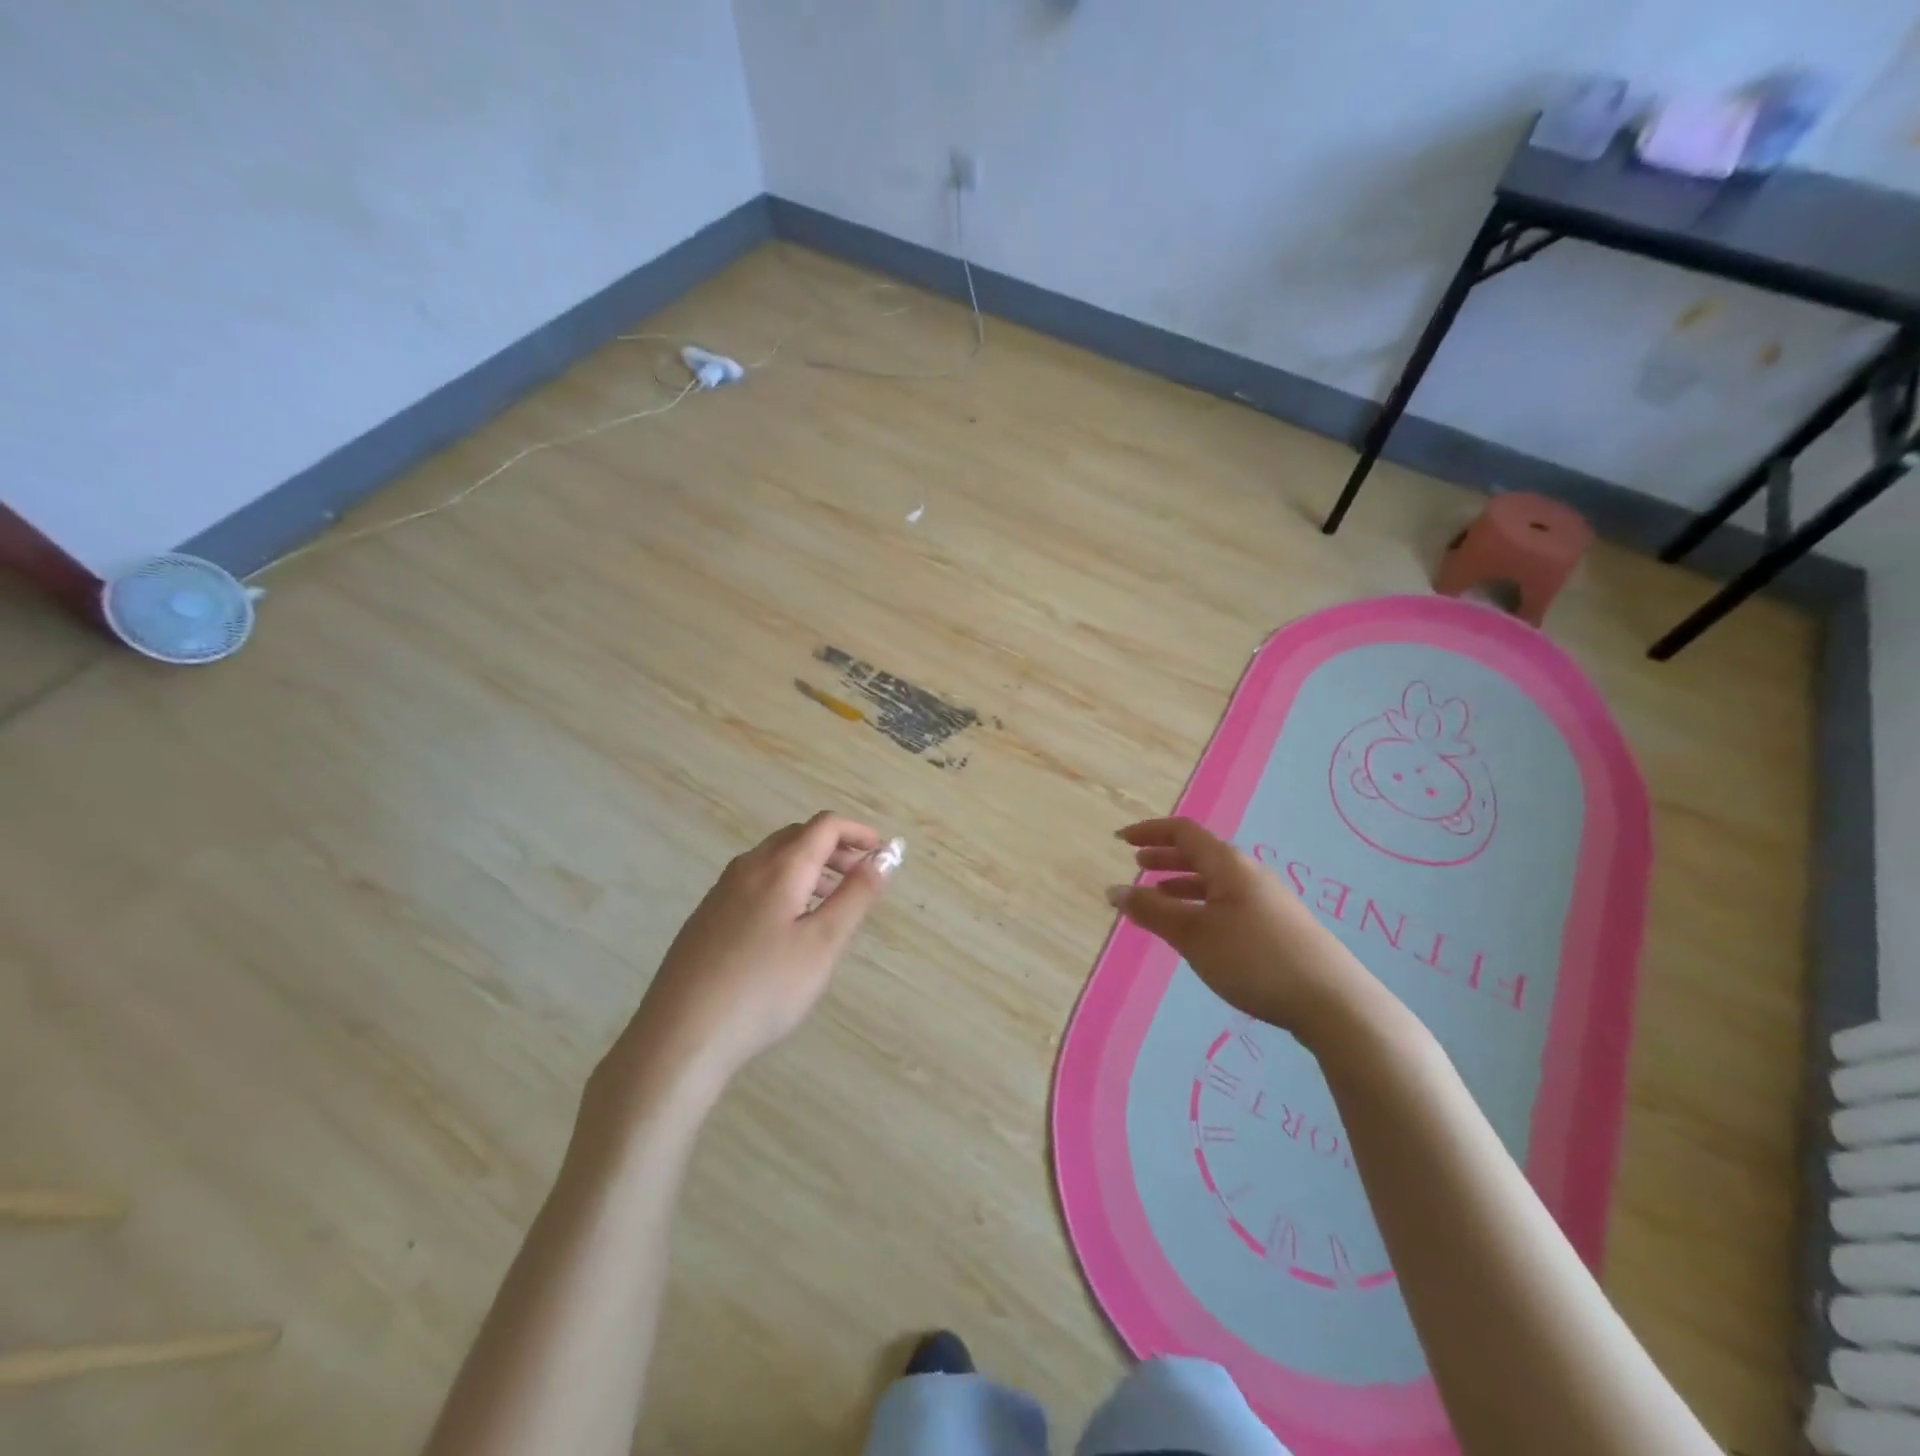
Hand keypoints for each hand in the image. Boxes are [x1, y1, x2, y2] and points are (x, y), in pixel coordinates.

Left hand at [600, 813, 898, 1102]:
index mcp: (779, 867)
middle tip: (861, 875)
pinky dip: (784, 885)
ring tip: (831, 901)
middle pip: (797, 836)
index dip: (858, 832)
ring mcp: (721, 892)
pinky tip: (788, 926)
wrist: (681, 1036)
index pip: (825, 826)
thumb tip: (887, 854)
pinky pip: (754, 882)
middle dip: (835, 847)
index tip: (883, 852)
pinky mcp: (706, 918)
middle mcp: (747, 867)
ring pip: (773, 860)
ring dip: (810, 866)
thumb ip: (857, 894)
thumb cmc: (764, 989)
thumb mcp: (823, 943)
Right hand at [1108, 817, 1378, 1043]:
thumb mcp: (1193, 934)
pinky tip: (1197, 930)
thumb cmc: (1253, 959)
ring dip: (1182, 883)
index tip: (1120, 840)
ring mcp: (1267, 900)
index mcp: (1227, 864)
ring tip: (1158, 898)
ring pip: (1215, 880)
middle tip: (1137, 864)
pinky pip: (1228, 901)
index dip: (1149, 831)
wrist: (1333, 1002)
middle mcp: (1249, 873)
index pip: (1183, 832)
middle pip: (1200, 853)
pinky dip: (1201, 904)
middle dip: (1165, 856)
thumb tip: (1114, 890)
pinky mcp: (1279, 926)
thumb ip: (1151, 911)